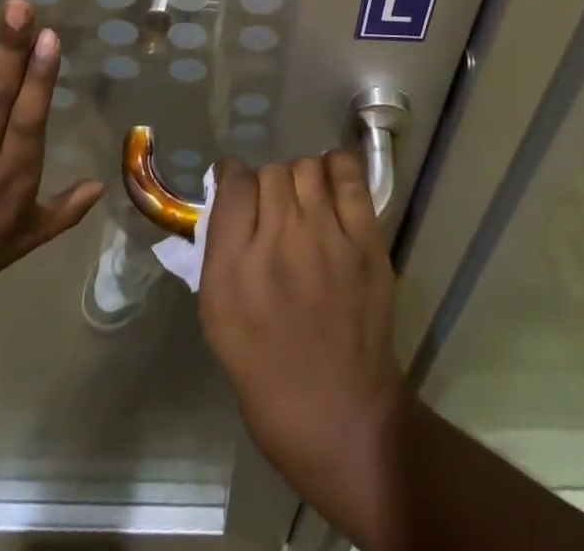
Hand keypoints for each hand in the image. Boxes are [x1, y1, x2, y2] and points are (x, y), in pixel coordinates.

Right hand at [199, 153, 411, 520]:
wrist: (340, 416)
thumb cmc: (267, 373)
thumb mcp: (218, 318)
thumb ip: (219, 251)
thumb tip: (227, 197)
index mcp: (232, 270)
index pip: (233, 184)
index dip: (234, 178)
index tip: (238, 189)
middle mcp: (276, 244)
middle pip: (270, 173)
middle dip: (268, 186)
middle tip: (275, 210)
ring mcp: (325, 239)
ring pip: (306, 167)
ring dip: (300, 179)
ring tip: (305, 203)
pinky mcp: (365, 242)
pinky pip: (347, 176)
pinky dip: (336, 170)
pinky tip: (331, 186)